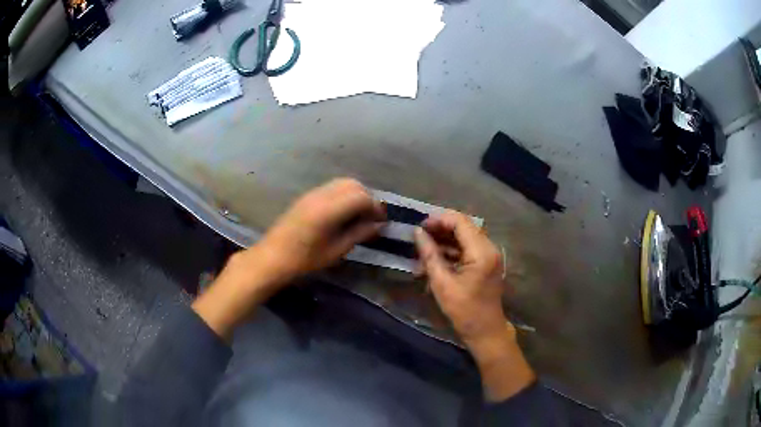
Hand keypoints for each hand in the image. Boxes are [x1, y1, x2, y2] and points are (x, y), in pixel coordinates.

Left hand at [193, 178, 384, 339]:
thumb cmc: (305, 259)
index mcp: (329, 209)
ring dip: (355, 194)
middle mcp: (321, 195)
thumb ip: (359, 233)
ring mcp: (312, 193)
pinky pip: (331, 187)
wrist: (273, 256)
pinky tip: (343, 212)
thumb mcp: (336, 251)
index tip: (381, 221)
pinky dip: (343, 194)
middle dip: (367, 197)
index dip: (375, 207)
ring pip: (342, 182)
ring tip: (359, 215)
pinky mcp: (307, 196)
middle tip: (371, 217)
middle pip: (353, 184)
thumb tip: (378, 225)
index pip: (361, 196)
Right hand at [413, 211, 534, 400]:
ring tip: (423, 250)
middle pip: (463, 227)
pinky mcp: (486, 263)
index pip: (460, 221)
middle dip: (440, 229)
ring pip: (464, 237)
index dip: (439, 220)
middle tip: (419, 238)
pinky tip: (435, 259)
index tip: (420, 227)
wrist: (485, 331)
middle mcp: (489, 247)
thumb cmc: (464, 310)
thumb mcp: (442, 283)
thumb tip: (417, 233)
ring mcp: (489, 255)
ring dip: (444, 241)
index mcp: (481, 251)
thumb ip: (430, 255)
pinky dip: (452, 251)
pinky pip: (467, 249)